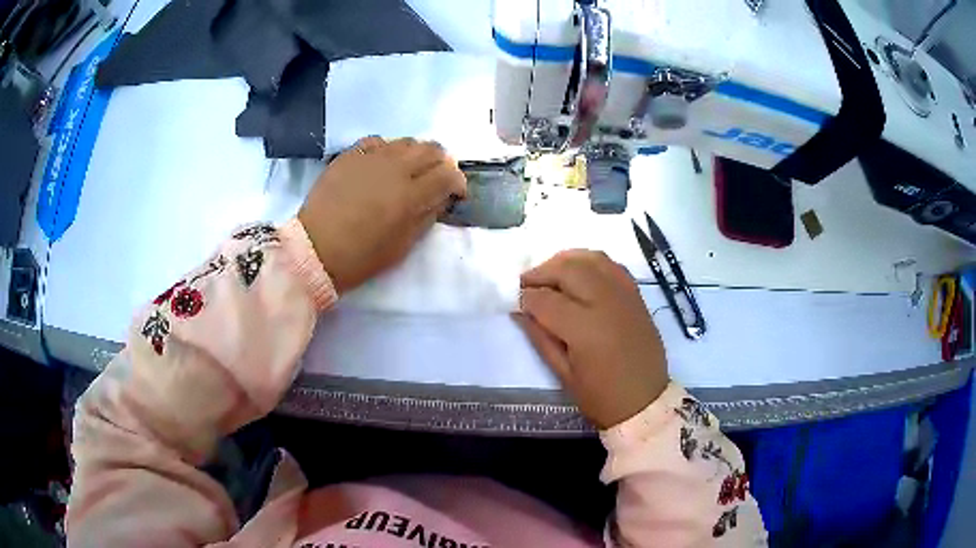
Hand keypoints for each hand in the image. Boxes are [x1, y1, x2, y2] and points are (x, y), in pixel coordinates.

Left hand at [299, 137, 466, 292]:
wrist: (314, 249)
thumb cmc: (360, 257)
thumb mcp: (402, 246)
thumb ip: (427, 217)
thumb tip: (441, 198)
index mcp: (410, 195)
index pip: (448, 174)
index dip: (458, 182)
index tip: (456, 194)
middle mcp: (394, 168)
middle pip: (432, 149)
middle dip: (442, 163)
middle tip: (437, 179)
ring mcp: (370, 157)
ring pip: (407, 141)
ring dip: (417, 154)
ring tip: (411, 171)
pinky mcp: (349, 155)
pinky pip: (378, 141)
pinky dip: (388, 149)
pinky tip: (383, 163)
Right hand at [517, 250, 668, 429]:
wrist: (646, 401)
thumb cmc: (601, 397)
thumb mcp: (563, 374)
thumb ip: (540, 338)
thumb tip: (519, 311)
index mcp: (585, 329)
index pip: (546, 300)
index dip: (525, 298)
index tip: (515, 301)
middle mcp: (606, 303)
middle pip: (568, 270)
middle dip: (541, 272)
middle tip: (527, 284)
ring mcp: (624, 295)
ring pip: (590, 259)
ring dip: (565, 261)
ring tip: (550, 274)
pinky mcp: (636, 295)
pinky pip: (611, 265)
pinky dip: (590, 262)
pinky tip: (579, 273)